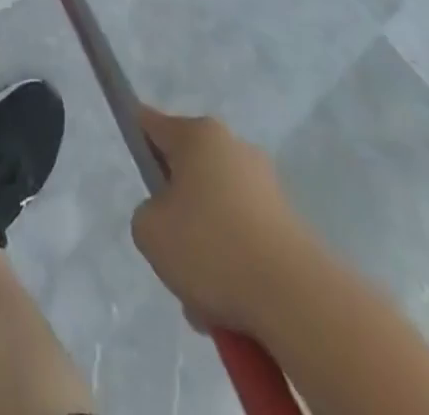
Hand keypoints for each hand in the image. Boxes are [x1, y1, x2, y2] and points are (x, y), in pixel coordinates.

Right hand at [131, 106, 316, 333]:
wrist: (296, 300)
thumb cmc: (210, 247)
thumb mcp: (148, 230)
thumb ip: (147, 214)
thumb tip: (172, 219)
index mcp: (197, 135)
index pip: (152, 123)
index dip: (136, 136)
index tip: (132, 159)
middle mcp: (233, 148)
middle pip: (188, 173)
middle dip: (177, 211)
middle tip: (171, 252)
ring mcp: (266, 186)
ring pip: (216, 211)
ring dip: (206, 247)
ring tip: (203, 297)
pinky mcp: (291, 225)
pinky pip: (246, 239)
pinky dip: (235, 266)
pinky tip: (231, 306)